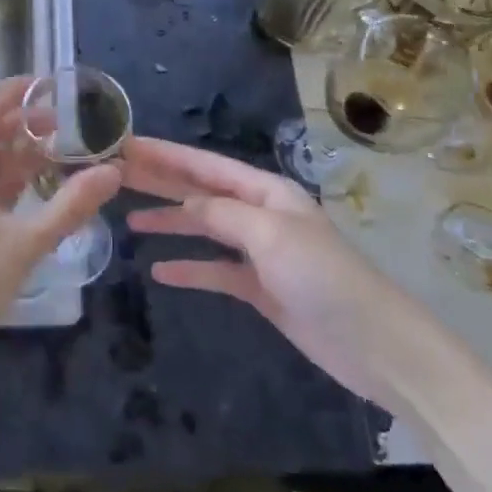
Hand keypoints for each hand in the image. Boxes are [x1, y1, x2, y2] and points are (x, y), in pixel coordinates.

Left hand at [0, 78, 120, 384]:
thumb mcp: (26, 245)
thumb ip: (71, 206)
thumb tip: (114, 170)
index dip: (18, 90)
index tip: (52, 82)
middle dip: (28, 124)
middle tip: (71, 125)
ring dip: (22, 155)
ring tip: (64, 155)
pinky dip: (11, 182)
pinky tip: (39, 193)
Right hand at [123, 137, 443, 408]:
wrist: (376, 346)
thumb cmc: (325, 278)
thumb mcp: (271, 235)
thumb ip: (224, 213)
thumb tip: (187, 201)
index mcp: (266, 191)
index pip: (205, 166)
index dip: (165, 155)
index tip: (125, 146)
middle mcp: (260, 214)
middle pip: (201, 191)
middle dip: (161, 182)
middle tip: (115, 176)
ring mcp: (261, 253)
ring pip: (205, 228)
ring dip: (171, 222)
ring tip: (131, 221)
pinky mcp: (262, 289)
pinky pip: (217, 271)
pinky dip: (190, 268)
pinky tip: (161, 271)